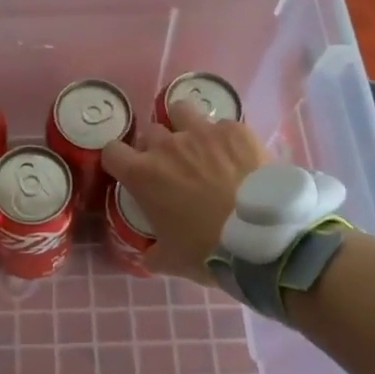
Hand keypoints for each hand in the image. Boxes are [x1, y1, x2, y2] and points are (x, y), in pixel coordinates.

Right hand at [102, 101, 269, 285]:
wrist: (262, 238)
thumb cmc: (208, 250)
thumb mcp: (171, 261)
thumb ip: (152, 253)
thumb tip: (148, 253)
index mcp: (143, 175)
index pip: (112, 151)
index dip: (119, 161)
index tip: (130, 173)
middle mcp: (167, 145)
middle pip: (149, 132)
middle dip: (156, 147)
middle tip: (172, 168)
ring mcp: (202, 132)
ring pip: (180, 112)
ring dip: (183, 126)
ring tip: (199, 147)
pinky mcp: (234, 130)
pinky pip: (221, 126)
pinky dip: (224, 139)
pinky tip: (236, 157)